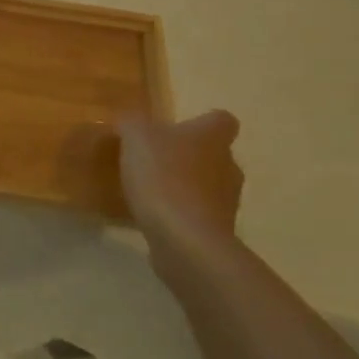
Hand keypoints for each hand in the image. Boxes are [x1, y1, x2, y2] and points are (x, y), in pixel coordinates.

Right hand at [116, 109, 243, 247]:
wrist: (184, 238)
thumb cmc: (163, 177)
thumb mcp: (136, 137)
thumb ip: (132, 123)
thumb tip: (130, 121)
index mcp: (212, 137)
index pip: (221, 120)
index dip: (202, 122)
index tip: (178, 129)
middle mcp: (229, 165)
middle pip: (214, 155)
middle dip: (189, 157)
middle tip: (156, 161)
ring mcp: (227, 202)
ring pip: (208, 186)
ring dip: (185, 187)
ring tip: (152, 193)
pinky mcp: (218, 232)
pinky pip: (198, 216)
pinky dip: (181, 215)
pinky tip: (154, 219)